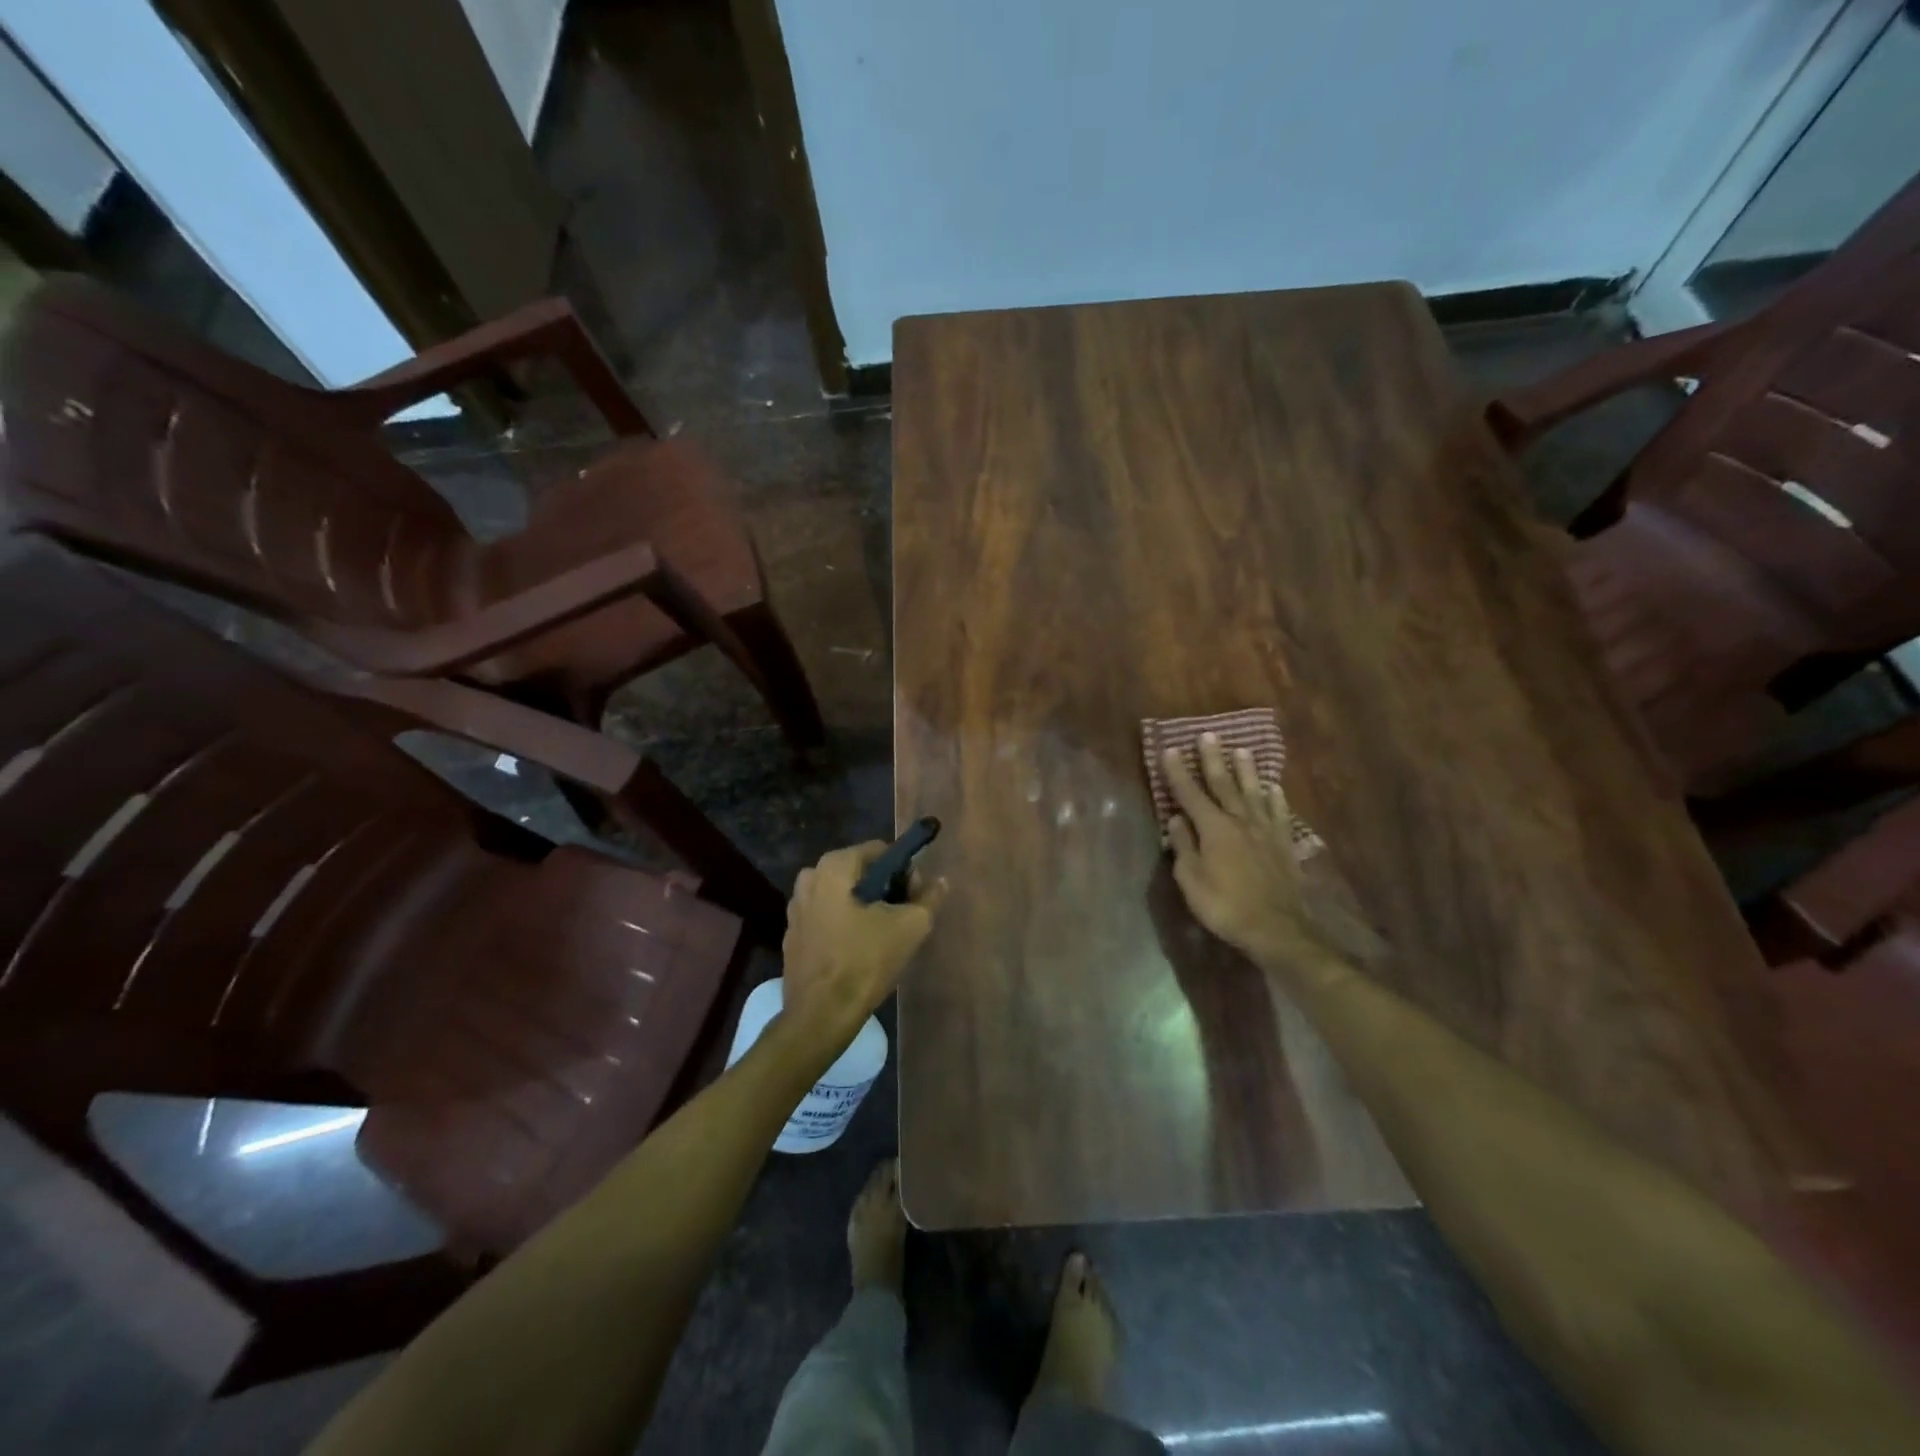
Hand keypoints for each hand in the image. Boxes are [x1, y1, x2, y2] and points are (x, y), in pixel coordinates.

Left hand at [781, 841, 946, 1048]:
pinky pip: (828, 918)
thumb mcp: (910, 927)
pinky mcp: (793, 936)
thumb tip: (940, 881)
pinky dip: (846, 925)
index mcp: (833, 867)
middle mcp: (809, 879)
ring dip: (866, 908)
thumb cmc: (865, 961)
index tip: (916, 897)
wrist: (820, 1015)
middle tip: (904, 917)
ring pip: (843, 896)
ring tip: (885, 936)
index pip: (881, 852)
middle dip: (885, 889)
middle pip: (860, 873)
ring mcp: (796, 908)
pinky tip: (860, 951)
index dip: (905, 871)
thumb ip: (929, 898)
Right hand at [1163, 734, 1332, 968]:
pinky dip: (1276, 798)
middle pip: (1224, 784)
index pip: (1190, 794)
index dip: (1178, 772)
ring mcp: (1266, 831)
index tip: (1171, 749)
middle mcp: (1240, 821)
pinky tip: (1274, 788)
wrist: (1277, 928)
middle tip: (1208, 735)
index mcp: (1213, 829)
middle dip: (1213, 759)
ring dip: (1246, 770)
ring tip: (1242, 750)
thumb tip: (1176, 819)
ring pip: (1254, 792)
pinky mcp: (1284, 844)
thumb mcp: (1191, 880)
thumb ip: (1183, 846)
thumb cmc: (1225, 906)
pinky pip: (1279, 813)